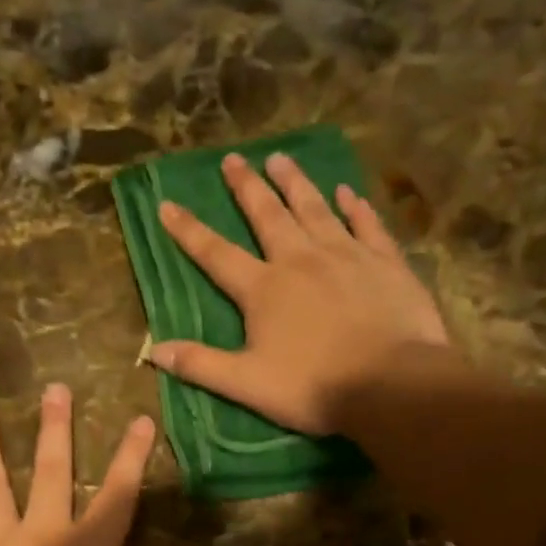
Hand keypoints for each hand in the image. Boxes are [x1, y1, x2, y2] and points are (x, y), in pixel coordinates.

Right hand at [151, 153, 455, 436]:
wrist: (394, 385)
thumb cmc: (314, 387)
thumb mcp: (246, 384)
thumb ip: (199, 364)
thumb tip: (152, 350)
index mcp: (263, 289)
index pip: (216, 253)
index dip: (188, 230)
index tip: (167, 203)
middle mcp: (301, 260)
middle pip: (268, 215)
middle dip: (247, 187)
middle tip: (233, 159)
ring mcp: (347, 256)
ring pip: (316, 209)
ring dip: (296, 183)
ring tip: (281, 158)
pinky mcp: (386, 263)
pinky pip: (367, 225)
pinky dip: (356, 206)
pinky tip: (348, 191)